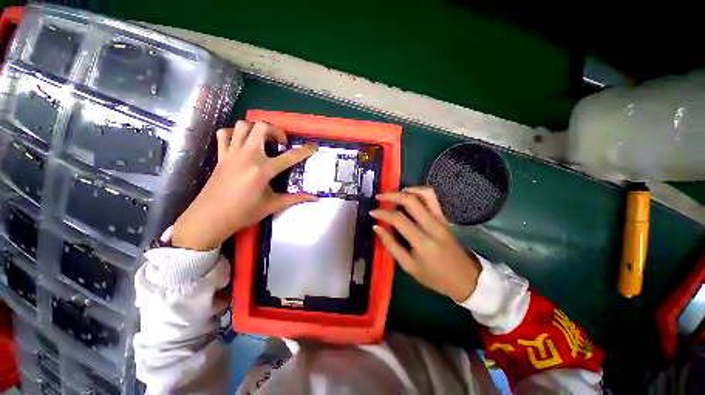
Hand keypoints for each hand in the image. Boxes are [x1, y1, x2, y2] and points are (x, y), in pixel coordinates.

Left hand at [172, 121, 317, 250]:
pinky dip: (234, 133)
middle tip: (281, 143)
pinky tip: (242, 143)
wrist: (210, 218)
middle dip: (276, 131)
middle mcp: (248, 156)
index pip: (290, 156)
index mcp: (263, 170)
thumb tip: (315, 198)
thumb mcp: (273, 205)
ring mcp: (232, 153)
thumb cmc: (243, 213)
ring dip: (256, 129)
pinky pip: (224, 134)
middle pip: (262, 127)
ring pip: (242, 126)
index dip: (305, 150)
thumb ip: (295, 198)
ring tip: (263, 141)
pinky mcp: (221, 155)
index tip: (313, 146)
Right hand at [370, 187, 480, 301]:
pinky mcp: (445, 218)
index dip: (383, 213)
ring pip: (425, 193)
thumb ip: (391, 245)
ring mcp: (441, 219)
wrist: (466, 279)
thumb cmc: (435, 277)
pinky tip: (408, 198)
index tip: (372, 212)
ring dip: (407, 190)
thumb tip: (377, 227)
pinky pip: (432, 198)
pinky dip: (418, 193)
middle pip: (411, 200)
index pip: (398, 219)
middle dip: (392, 195)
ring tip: (395, 194)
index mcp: (422, 241)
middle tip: (380, 196)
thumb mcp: (409, 266)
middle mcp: (433, 225)